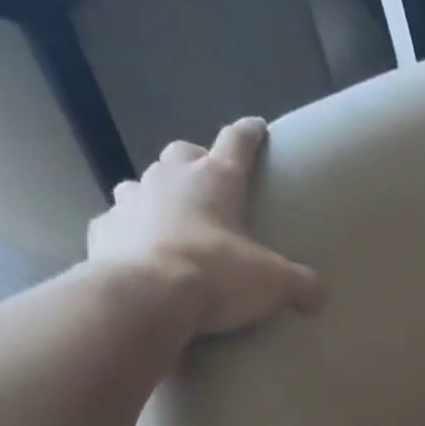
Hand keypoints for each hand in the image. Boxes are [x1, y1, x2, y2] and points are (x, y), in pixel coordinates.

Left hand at [87, 117, 323, 337]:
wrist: (145, 297)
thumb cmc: (214, 275)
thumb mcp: (274, 283)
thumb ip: (302, 284)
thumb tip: (320, 293)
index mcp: (214, 180)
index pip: (236, 143)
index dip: (249, 134)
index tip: (257, 127)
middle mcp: (169, 179)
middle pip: (182, 154)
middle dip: (196, 161)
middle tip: (207, 181)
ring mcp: (130, 201)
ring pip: (143, 184)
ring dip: (157, 195)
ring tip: (170, 219)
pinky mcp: (104, 231)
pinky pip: (117, 224)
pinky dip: (129, 233)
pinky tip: (138, 251)